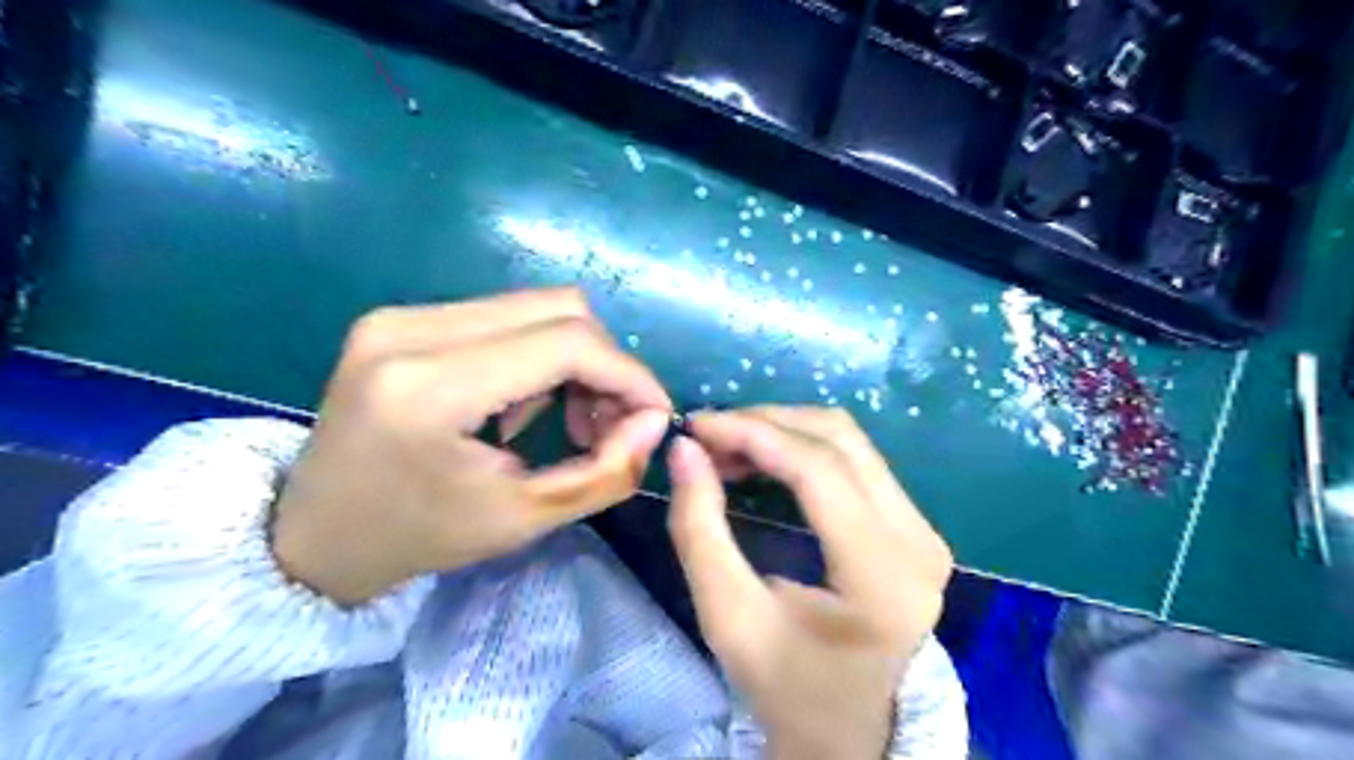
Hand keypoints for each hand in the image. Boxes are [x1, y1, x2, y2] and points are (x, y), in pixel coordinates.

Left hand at [269, 288, 672, 604]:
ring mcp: (399, 316)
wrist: (313, 536)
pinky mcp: (400, 319)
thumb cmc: (418, 538)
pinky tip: (526, 403)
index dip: (628, 373)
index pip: (567, 343)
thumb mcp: (523, 518)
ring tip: (569, 418)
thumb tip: (654, 421)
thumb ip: (604, 471)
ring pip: (535, 307)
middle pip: (558, 308)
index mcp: (431, 387)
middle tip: (610, 422)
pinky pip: (503, 316)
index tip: (654, 414)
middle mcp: (410, 329)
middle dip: (605, 364)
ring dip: (573, 358)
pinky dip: (538, 354)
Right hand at [667, 410, 951, 759]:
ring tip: (728, 447)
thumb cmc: (785, 686)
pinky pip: (857, 461)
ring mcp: (924, 530)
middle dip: (766, 423)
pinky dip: (802, 448)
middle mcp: (918, 542)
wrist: (846, 731)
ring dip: (783, 430)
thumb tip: (685, 449)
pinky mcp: (914, 526)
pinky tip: (763, 460)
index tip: (697, 425)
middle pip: (840, 440)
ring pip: (850, 441)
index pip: (819, 471)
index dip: (753, 433)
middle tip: (708, 436)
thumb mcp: (727, 618)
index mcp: (882, 577)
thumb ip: (699, 530)